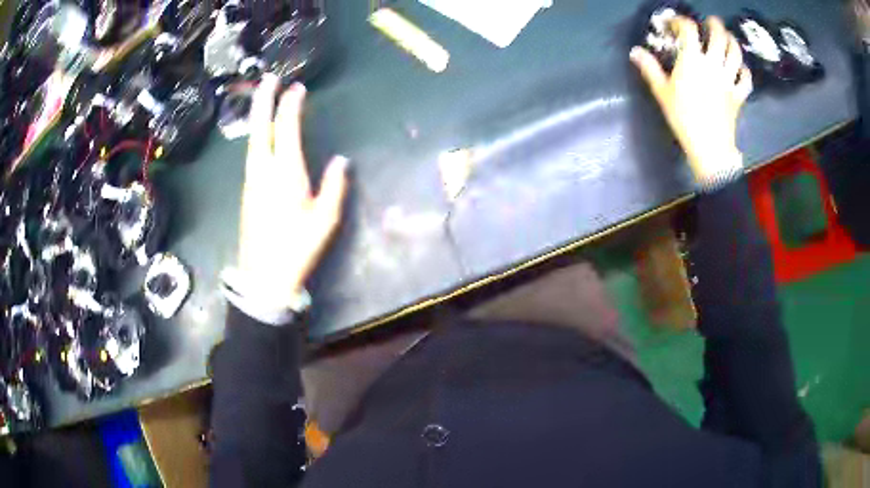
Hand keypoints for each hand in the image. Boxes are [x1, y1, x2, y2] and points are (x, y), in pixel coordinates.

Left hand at [236, 74, 348, 302]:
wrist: (263, 276)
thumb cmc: (297, 248)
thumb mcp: (325, 220)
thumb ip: (334, 187)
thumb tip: (341, 161)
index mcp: (285, 173)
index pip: (286, 129)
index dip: (291, 105)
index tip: (297, 88)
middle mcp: (263, 170)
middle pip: (260, 127)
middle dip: (264, 100)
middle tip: (269, 78)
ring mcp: (251, 180)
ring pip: (252, 139)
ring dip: (259, 115)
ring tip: (266, 98)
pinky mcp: (247, 191)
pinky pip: (252, 153)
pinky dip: (257, 134)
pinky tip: (263, 134)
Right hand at [630, 16, 752, 182]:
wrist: (709, 146)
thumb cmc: (683, 118)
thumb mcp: (662, 92)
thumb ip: (650, 68)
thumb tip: (635, 51)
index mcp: (692, 60)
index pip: (688, 30)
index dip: (681, 22)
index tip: (675, 24)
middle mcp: (713, 64)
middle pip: (718, 36)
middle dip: (715, 25)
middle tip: (711, 22)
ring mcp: (728, 79)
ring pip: (735, 54)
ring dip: (732, 42)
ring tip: (728, 38)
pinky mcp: (738, 95)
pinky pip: (745, 79)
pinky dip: (744, 71)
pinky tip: (741, 69)